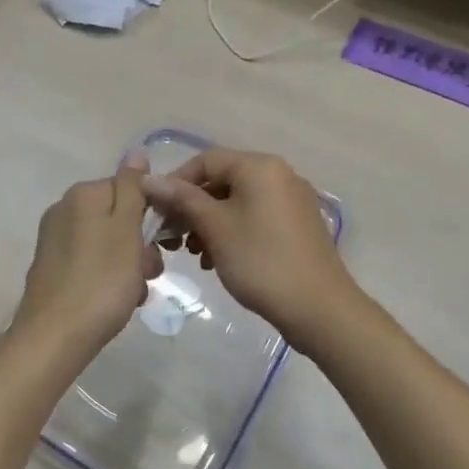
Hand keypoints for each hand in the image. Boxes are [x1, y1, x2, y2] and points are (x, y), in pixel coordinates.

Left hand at [9, 153, 162, 365]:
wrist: (54, 337)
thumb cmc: (101, 281)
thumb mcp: (126, 231)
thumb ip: (132, 189)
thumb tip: (136, 151)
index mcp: (82, 195)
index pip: (129, 188)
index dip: (151, 215)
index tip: (163, 244)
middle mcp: (64, 209)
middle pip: (118, 216)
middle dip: (140, 244)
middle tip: (149, 273)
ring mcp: (55, 240)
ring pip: (108, 243)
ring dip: (129, 265)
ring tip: (135, 293)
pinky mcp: (52, 267)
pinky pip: (92, 263)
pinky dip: (109, 278)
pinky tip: (117, 302)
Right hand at [141, 148, 357, 348]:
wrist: (318, 308)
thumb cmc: (261, 261)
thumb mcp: (215, 227)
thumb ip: (182, 199)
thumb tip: (149, 179)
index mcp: (260, 167)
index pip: (206, 160)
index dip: (176, 182)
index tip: (156, 211)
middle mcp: (279, 175)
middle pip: (222, 180)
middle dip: (192, 207)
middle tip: (171, 237)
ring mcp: (292, 200)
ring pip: (237, 202)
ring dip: (209, 223)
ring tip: (193, 253)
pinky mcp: (297, 225)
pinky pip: (255, 217)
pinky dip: (231, 231)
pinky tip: (216, 259)